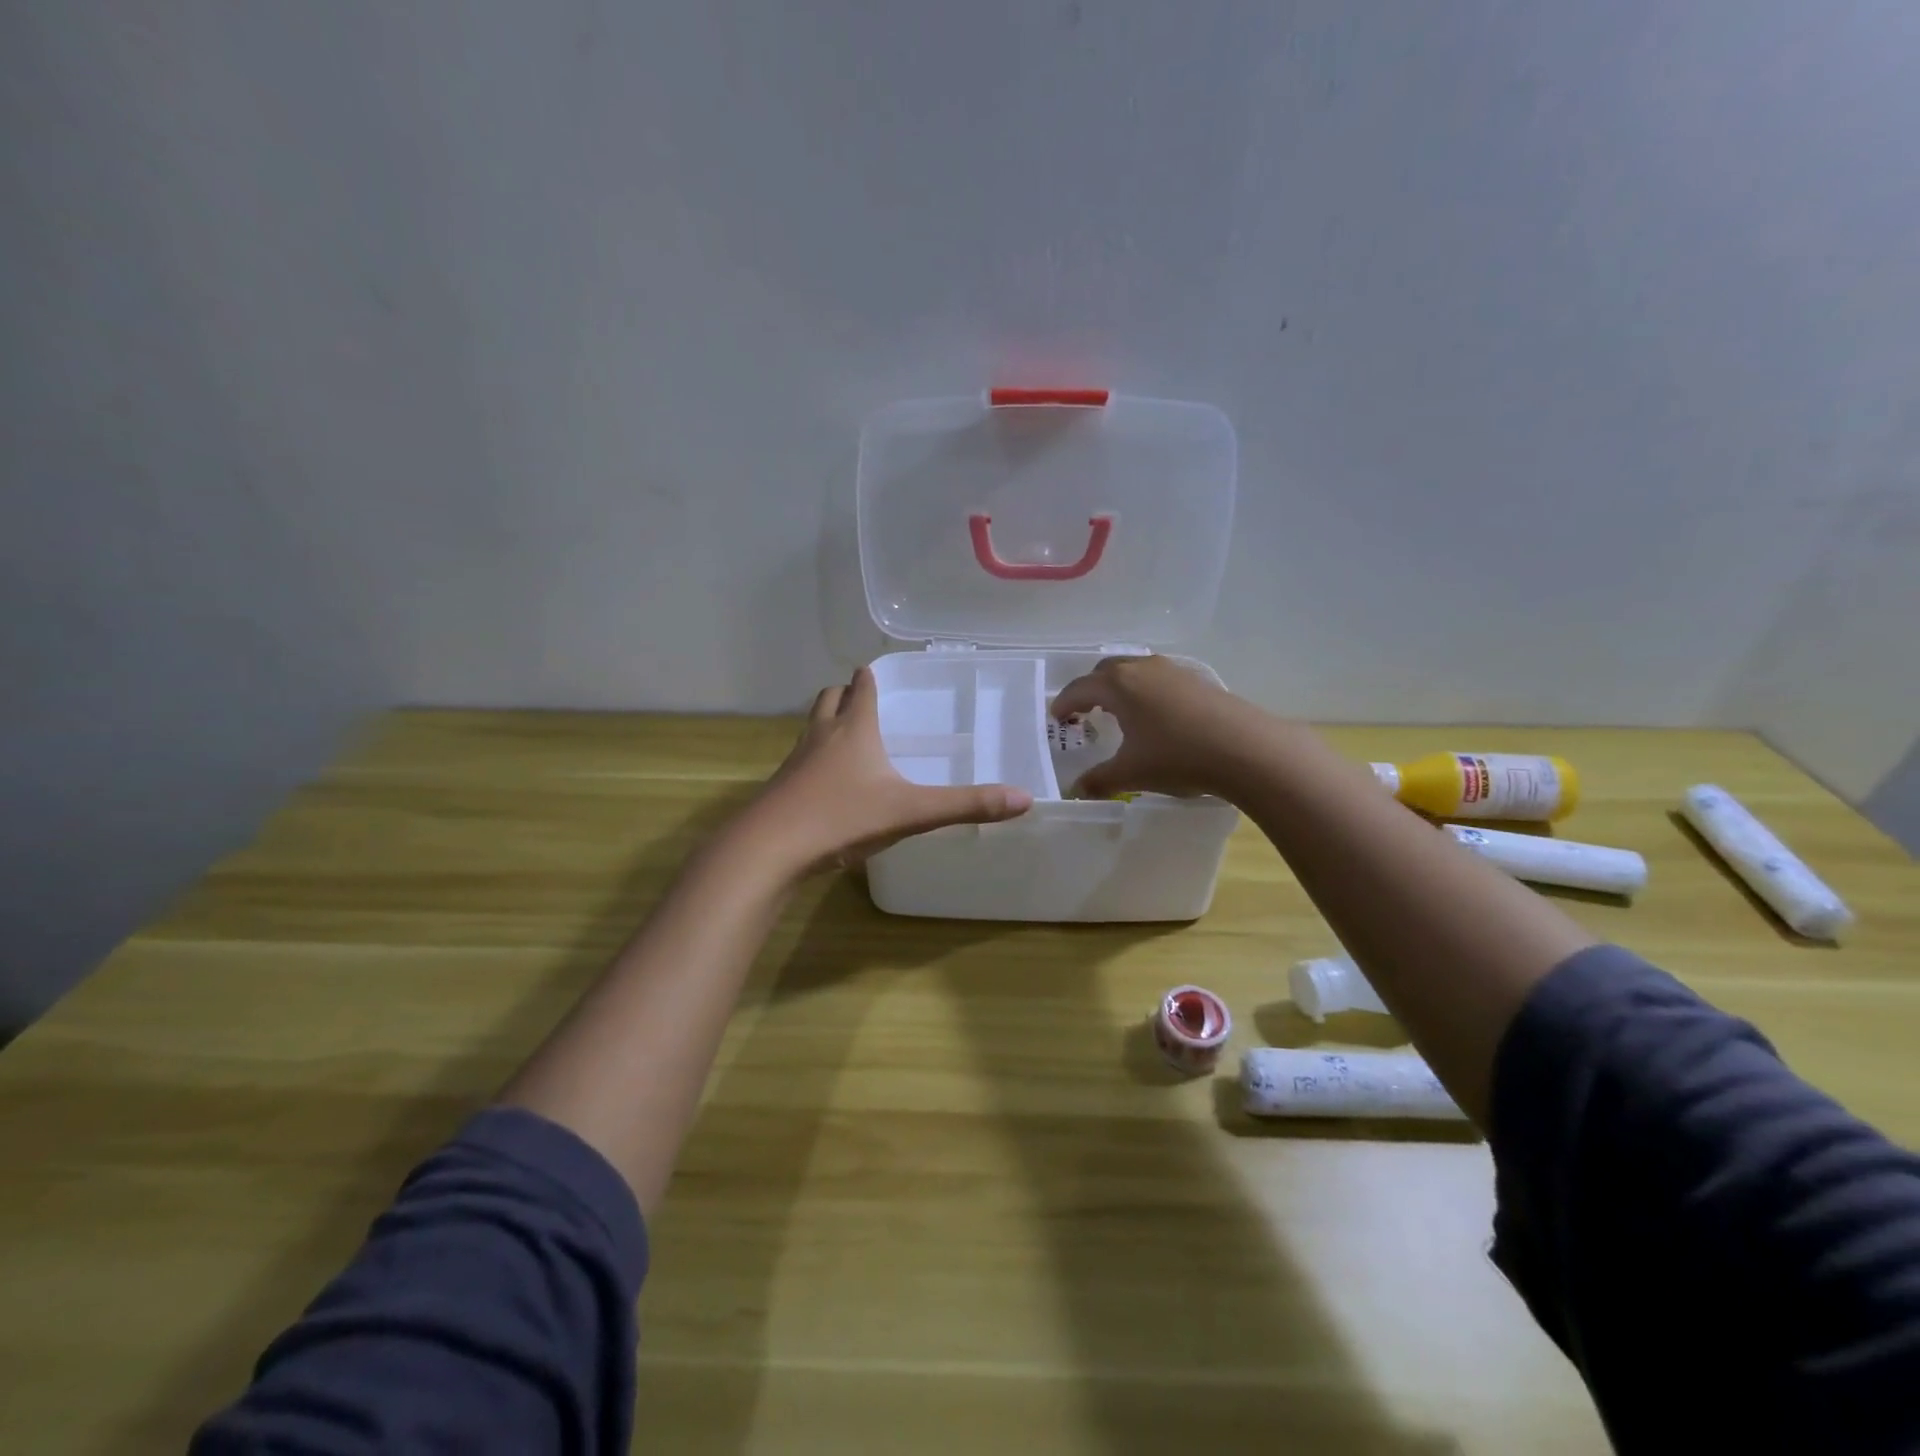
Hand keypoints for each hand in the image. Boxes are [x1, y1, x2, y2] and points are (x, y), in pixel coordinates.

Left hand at [739, 667, 1033, 877]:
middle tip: (864, 699)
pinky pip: (801, 760)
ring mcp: (796, 761)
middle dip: (846, 694)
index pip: (863, 687)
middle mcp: (822, 735)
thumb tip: (1024, 799)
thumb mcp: (911, 811)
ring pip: (811, 727)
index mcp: (854, 729)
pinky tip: (828, 783)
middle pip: (830, 699)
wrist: (770, 848)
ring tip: (848, 736)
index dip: (871, 676)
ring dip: (828, 723)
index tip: (878, 670)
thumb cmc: (842, 817)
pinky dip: (815, 758)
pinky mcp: (782, 787)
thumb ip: (966, 805)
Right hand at [1049, 655, 1269, 799]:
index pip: (1080, 688)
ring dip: (1120, 687)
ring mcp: (1172, 671)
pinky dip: (1145, 690)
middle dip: (1090, 689)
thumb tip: (1077, 790)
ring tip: (1119, 711)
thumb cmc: (1177, 757)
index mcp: (1118, 685)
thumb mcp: (1131, 773)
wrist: (1245, 748)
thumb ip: (1099, 780)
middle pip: (1106, 670)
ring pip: (1135, 670)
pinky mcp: (1197, 680)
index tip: (1057, 717)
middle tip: (1083, 711)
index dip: (1064, 702)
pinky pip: (1158, 678)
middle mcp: (1142, 669)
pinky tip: (1155, 715)